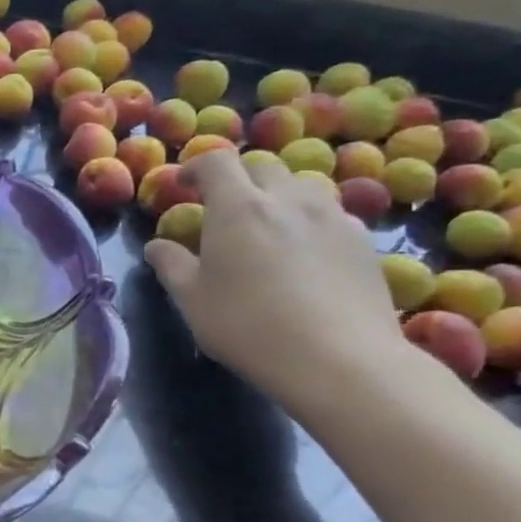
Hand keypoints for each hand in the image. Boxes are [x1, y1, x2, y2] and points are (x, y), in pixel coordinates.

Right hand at [142, 150, 403, 407]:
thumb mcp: (192, 300)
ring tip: (269, 227)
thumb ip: (172, 265)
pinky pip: (331, 215)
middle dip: (240, 180)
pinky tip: (306, 255)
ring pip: (302, 187)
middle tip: (226, 209)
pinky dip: (310, 222)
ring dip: (279, 197)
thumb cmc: (248, 326)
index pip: (216, 162)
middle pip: (263, 168)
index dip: (196, 167)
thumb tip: (157, 245)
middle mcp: (287, 199)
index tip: (184, 184)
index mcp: (237, 207)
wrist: (338, 359)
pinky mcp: (363, 241)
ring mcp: (332, 217)